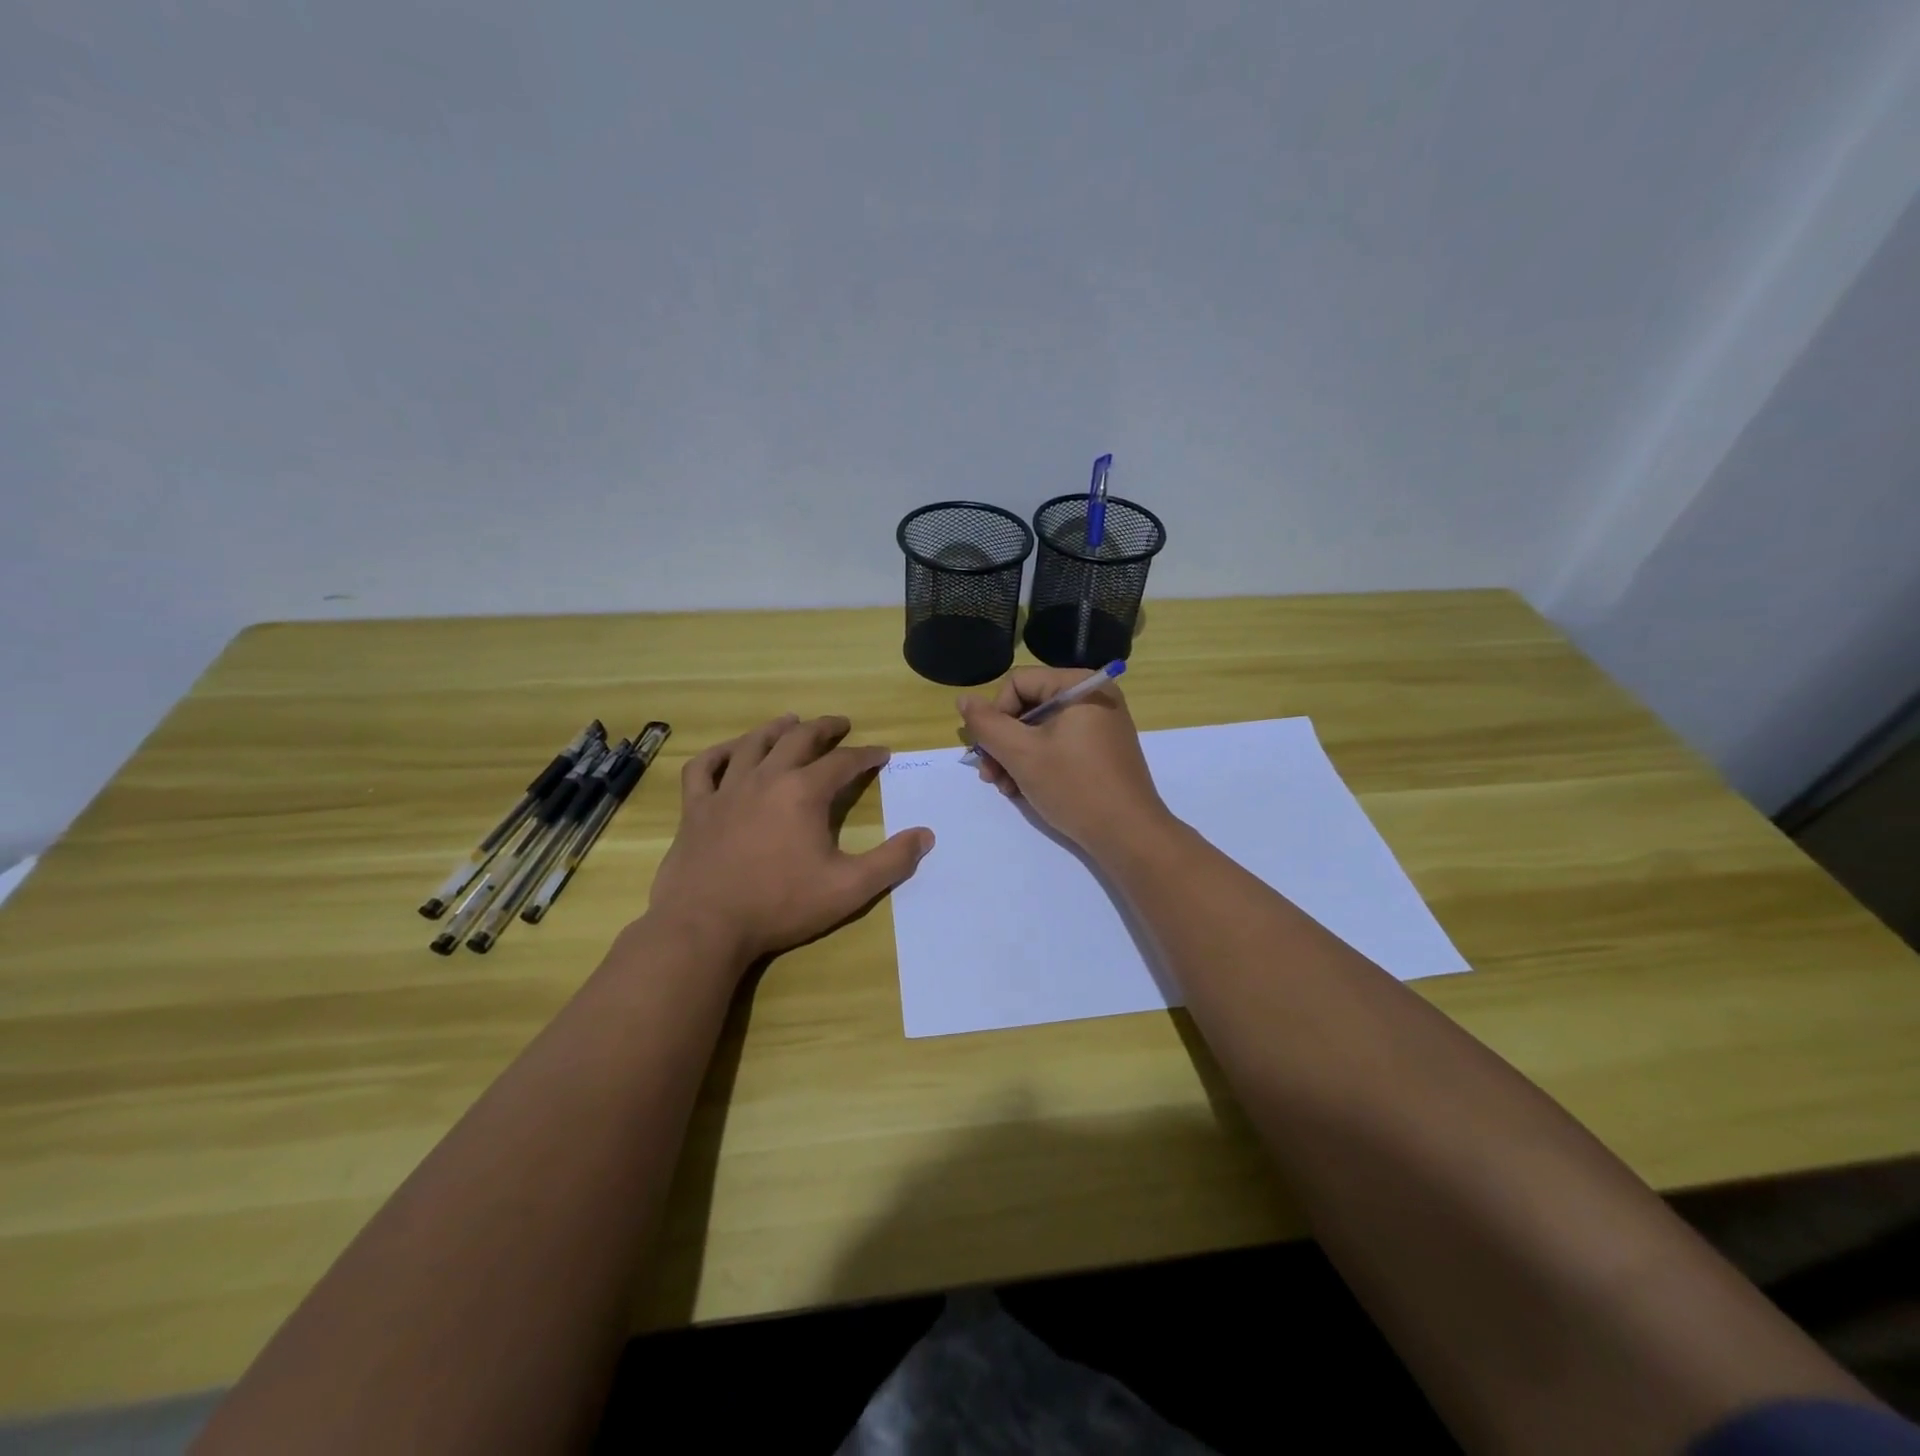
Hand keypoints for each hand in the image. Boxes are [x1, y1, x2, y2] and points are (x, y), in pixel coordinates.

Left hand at [646, 715, 933, 970]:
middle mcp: (766, 778)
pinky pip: (704, 767)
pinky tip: (730, 752)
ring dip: (776, 728)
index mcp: (804, 793)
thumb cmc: (780, 906)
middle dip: (825, 729)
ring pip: (753, 744)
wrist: (705, 927)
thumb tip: (926, 835)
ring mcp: (726, 790)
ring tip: (791, 721)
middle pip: (799, 739)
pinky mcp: (696, 808)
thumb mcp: (848, 889)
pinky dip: (719, 753)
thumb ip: (891, 861)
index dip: (866, 755)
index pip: (843, 762)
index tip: (882, 754)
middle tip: (840, 724)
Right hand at [957, 669, 1172, 858]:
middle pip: (1028, 706)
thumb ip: (987, 724)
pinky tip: (1022, 790)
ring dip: (1014, 756)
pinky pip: (1059, 745)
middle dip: (1002, 741)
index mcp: (1079, 685)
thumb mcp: (1021, 753)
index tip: (988, 751)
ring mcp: (1100, 725)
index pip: (1018, 683)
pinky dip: (1037, 763)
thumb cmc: (1074, 786)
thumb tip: (963, 700)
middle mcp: (1093, 697)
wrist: (1128, 835)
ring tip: (1004, 787)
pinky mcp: (1102, 751)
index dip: (996, 715)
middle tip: (989, 775)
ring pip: (1040, 730)